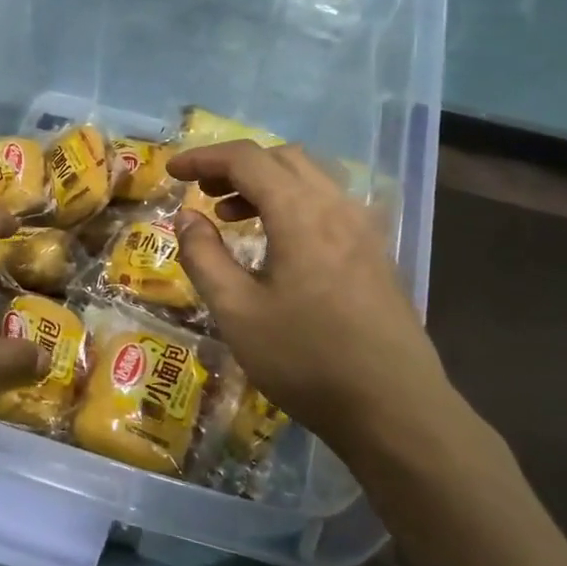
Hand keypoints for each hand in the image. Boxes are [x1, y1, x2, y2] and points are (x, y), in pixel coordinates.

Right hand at [166, 140, 462, 461]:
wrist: (394, 408)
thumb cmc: (306, 359)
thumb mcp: (236, 312)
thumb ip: (204, 256)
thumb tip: (186, 217)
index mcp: (301, 213)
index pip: (247, 159)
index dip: (204, 156)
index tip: (172, 170)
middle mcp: (337, 206)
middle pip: (282, 158)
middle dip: (235, 166)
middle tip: (201, 192)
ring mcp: (364, 228)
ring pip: (309, 179)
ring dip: (265, 184)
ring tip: (231, 217)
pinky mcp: (375, 252)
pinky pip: (328, 204)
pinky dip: (292, 204)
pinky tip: (277, 244)